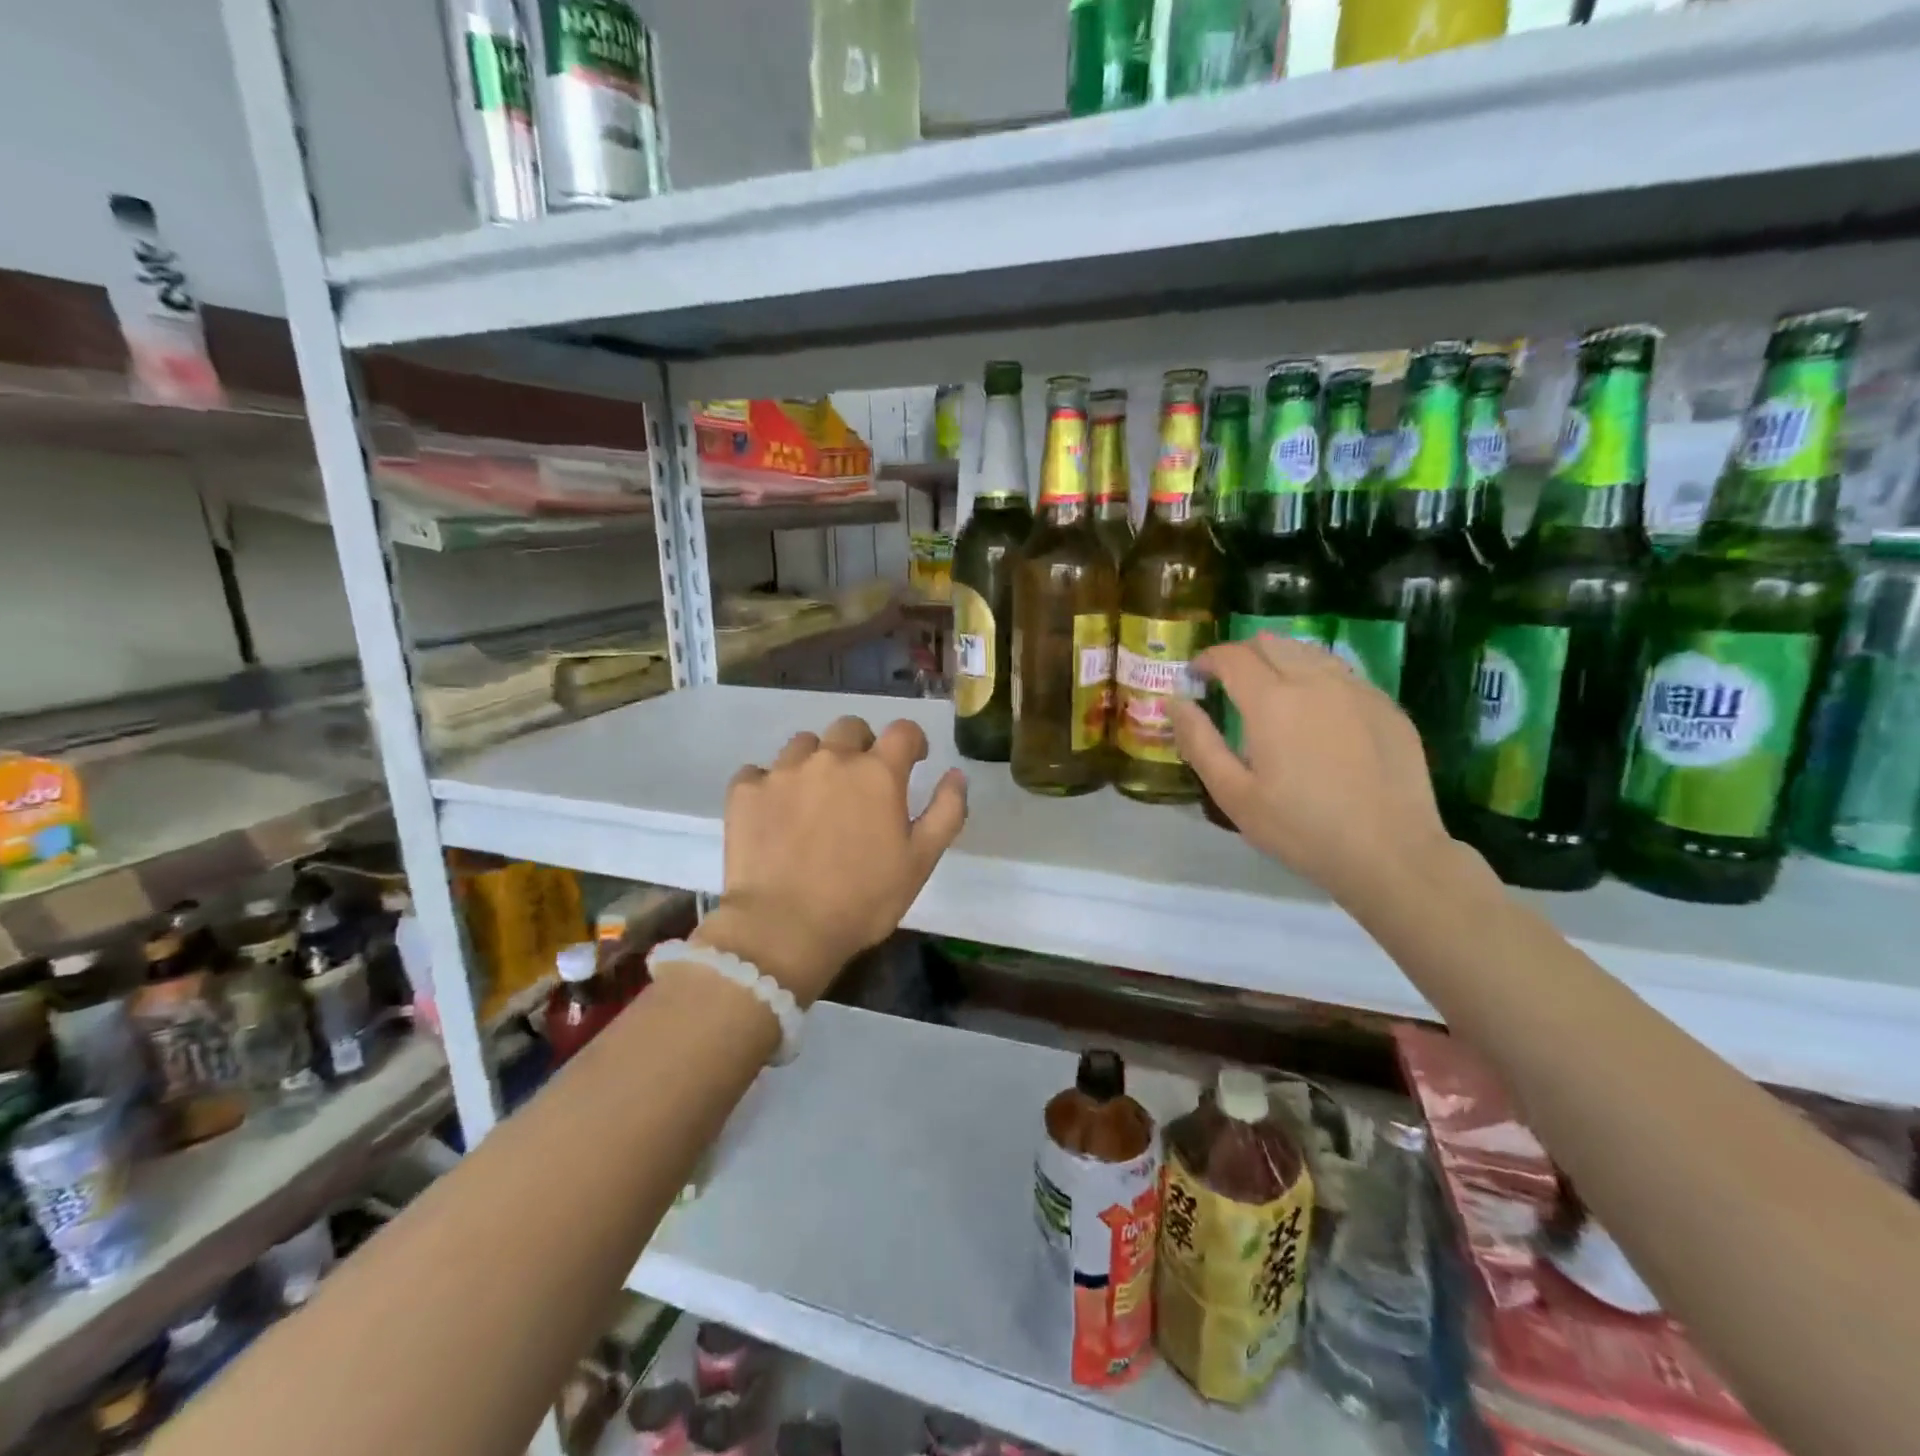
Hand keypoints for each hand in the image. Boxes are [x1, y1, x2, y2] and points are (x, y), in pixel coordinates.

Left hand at [693, 715, 967, 1004]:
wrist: (783, 928)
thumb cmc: (863, 899)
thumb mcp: (920, 862)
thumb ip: (946, 812)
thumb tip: (956, 774)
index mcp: (877, 773)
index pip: (903, 731)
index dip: (912, 741)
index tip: (912, 760)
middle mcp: (831, 759)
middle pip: (850, 728)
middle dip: (862, 745)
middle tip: (861, 782)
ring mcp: (783, 771)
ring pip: (804, 744)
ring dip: (815, 760)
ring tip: (814, 796)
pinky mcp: (745, 791)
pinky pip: (759, 772)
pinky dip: (770, 785)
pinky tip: (774, 813)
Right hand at [1171, 634, 1450, 905]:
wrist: (1390, 853)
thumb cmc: (1301, 829)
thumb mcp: (1234, 794)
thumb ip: (1199, 742)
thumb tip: (1174, 701)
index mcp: (1272, 700)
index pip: (1232, 656)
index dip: (1207, 659)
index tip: (1195, 677)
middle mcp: (1315, 680)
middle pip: (1270, 643)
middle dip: (1241, 655)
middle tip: (1228, 685)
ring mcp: (1357, 689)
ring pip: (1309, 651)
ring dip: (1280, 661)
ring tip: (1270, 693)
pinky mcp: (1386, 706)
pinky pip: (1341, 673)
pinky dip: (1316, 678)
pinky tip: (1315, 713)